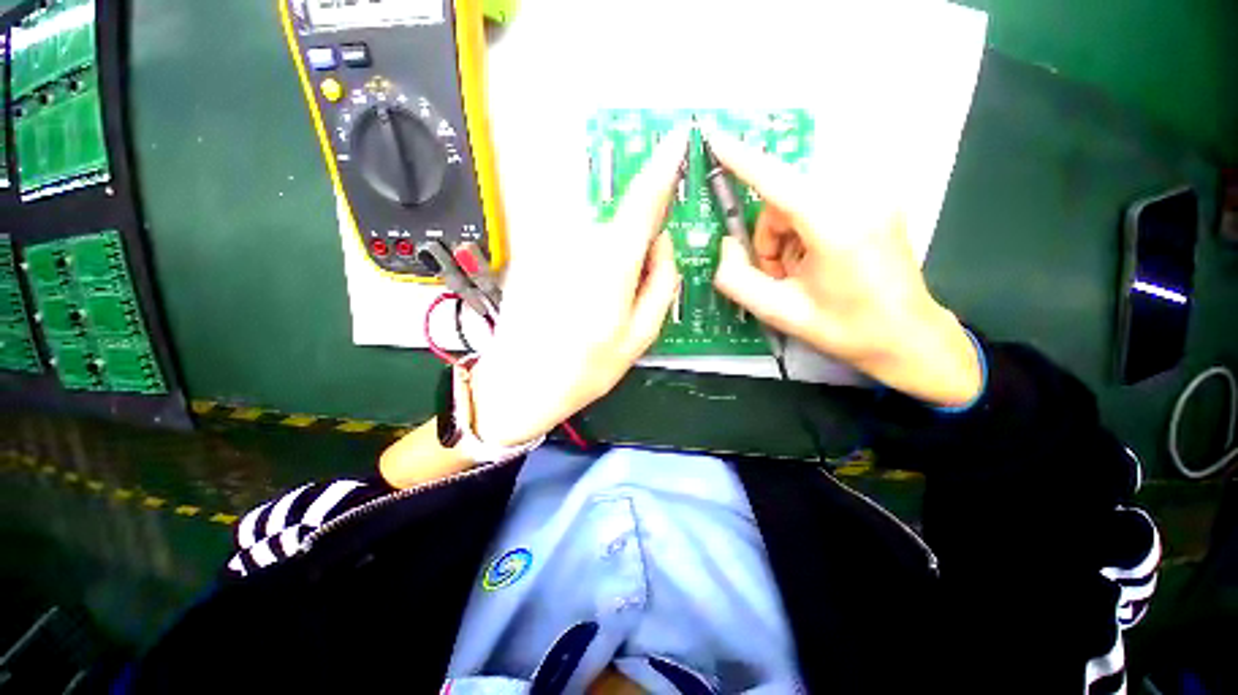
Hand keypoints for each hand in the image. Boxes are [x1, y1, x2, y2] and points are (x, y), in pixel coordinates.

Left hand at [468, 129, 688, 446]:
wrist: (519, 383)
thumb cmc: (585, 370)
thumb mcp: (638, 338)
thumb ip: (661, 285)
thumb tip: (663, 244)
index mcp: (612, 265)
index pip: (642, 200)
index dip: (663, 166)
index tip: (678, 137)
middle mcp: (579, 244)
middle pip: (621, 220)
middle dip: (638, 241)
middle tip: (633, 287)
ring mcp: (550, 245)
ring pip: (597, 233)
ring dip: (610, 259)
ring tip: (598, 306)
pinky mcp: (533, 253)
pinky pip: (573, 243)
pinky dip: (587, 261)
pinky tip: (578, 300)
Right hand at [706, 128, 982, 407]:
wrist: (907, 337)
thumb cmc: (845, 329)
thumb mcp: (778, 312)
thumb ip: (736, 278)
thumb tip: (726, 245)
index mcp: (836, 226)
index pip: (777, 181)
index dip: (742, 159)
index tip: (715, 137)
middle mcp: (859, 198)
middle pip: (784, 198)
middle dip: (769, 236)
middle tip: (776, 273)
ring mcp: (874, 196)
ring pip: (799, 201)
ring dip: (785, 235)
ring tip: (798, 272)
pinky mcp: (878, 200)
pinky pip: (819, 203)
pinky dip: (804, 230)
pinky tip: (816, 260)